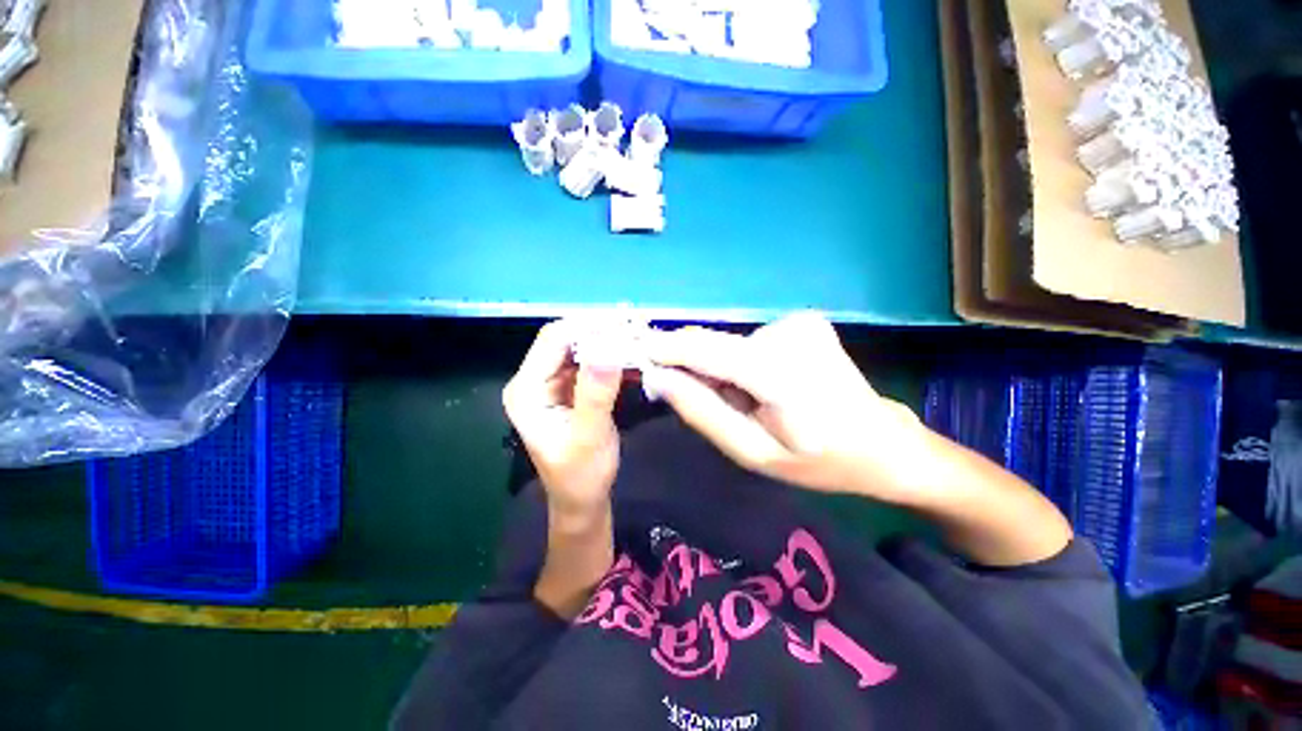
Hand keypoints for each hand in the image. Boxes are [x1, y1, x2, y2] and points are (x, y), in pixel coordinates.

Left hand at [503, 320, 622, 515]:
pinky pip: (591, 362)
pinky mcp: (569, 388)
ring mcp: (551, 383)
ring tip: (640, 337)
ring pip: (580, 347)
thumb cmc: (582, 476)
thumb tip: (607, 347)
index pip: (554, 340)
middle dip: (601, 330)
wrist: (582, 499)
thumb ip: (595, 394)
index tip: (626, 325)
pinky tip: (633, 354)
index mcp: (527, 390)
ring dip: (609, 340)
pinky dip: (612, 355)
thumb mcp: (590, 437)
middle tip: (638, 328)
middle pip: (566, 339)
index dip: (589, 326)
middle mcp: (534, 380)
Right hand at [646, 313, 931, 502]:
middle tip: (697, 401)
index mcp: (783, 373)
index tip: (636, 353)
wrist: (882, 442)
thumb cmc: (819, 460)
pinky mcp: (802, 321)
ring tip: (747, 404)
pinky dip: (743, 365)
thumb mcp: (753, 452)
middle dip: (696, 370)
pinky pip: (751, 343)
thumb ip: (703, 413)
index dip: (666, 349)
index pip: (708, 351)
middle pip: (717, 347)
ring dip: (723, 372)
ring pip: (732, 346)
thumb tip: (659, 378)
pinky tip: (765, 387)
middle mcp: (791, 334)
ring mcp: (800, 323)